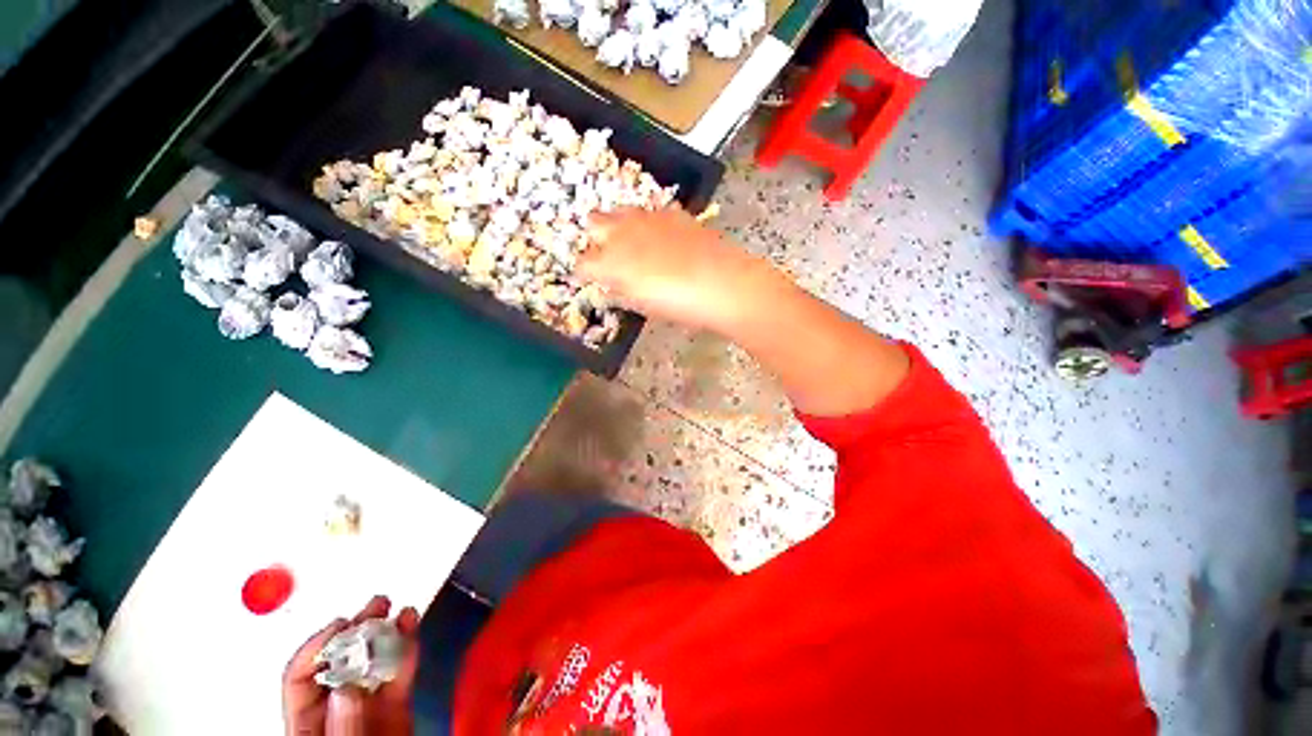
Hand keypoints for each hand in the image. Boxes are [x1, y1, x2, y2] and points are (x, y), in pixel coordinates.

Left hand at [283, 595, 419, 735]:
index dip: (318, 648)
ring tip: (397, 609)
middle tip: (375, 605)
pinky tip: (412, 624)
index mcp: (307, 727)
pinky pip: (400, 674)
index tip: (342, 625)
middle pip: (338, 664)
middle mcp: (335, 713)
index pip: (301, 678)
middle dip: (356, 631)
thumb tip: (347, 688)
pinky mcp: (396, 710)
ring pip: (373, 663)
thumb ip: (342, 730)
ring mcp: (367, 710)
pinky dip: (407, 647)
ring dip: (386, 631)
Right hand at [581, 206, 772, 331]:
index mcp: (611, 261)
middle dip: (595, 237)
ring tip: (631, 243)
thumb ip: (621, 292)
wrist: (722, 283)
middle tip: (607, 255)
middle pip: (594, 222)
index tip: (588, 278)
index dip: (584, 271)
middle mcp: (623, 231)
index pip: (583, 262)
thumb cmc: (678, 304)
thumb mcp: (643, 306)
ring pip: (620, 211)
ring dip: (619, 225)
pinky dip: (647, 223)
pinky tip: (660, 238)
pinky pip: (649, 212)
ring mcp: (648, 217)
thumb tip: (611, 286)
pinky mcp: (672, 212)